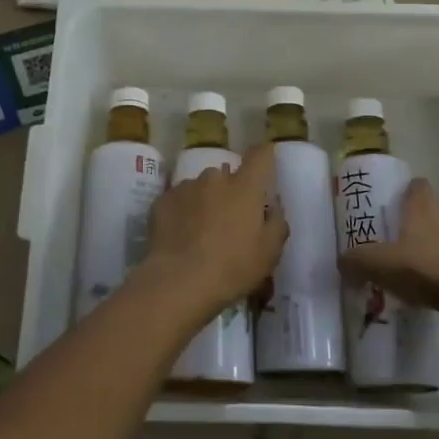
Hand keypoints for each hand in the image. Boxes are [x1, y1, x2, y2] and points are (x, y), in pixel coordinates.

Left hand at [140, 142, 287, 308]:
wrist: (178, 282)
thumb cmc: (232, 267)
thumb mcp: (269, 253)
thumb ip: (276, 223)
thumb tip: (273, 207)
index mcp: (244, 187)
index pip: (260, 155)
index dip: (264, 157)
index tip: (264, 168)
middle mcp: (214, 178)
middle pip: (227, 176)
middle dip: (231, 192)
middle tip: (230, 221)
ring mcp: (185, 187)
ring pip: (201, 188)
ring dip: (205, 202)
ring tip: (201, 232)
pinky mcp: (162, 201)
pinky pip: (179, 201)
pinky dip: (183, 212)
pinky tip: (181, 236)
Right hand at [337, 179, 438, 330]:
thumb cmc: (425, 268)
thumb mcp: (378, 262)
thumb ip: (355, 260)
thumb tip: (341, 262)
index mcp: (422, 208)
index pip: (416, 186)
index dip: (401, 188)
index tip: (383, 199)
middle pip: (422, 213)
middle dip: (402, 223)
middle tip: (377, 235)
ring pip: (430, 242)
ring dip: (413, 251)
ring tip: (388, 267)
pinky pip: (438, 268)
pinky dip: (424, 276)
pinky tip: (407, 291)